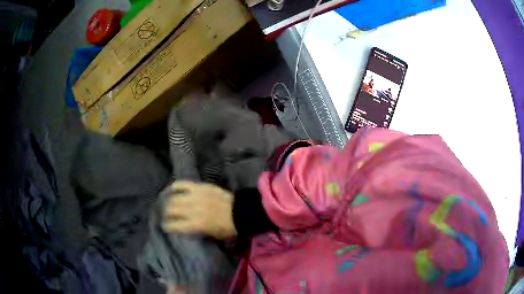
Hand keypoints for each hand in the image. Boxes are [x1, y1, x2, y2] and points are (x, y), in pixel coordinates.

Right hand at [162, 181, 236, 238]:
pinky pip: (183, 184)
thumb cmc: (227, 228)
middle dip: (165, 213)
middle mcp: (193, 210)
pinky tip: (170, 189)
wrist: (241, 212)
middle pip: (171, 209)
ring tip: (166, 203)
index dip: (166, 226)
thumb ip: (194, 230)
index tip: (165, 226)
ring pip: (174, 197)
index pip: (174, 225)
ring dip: (168, 201)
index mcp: (196, 224)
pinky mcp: (200, 187)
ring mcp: (196, 196)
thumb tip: (181, 225)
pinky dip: (175, 186)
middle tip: (165, 214)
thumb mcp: (210, 235)